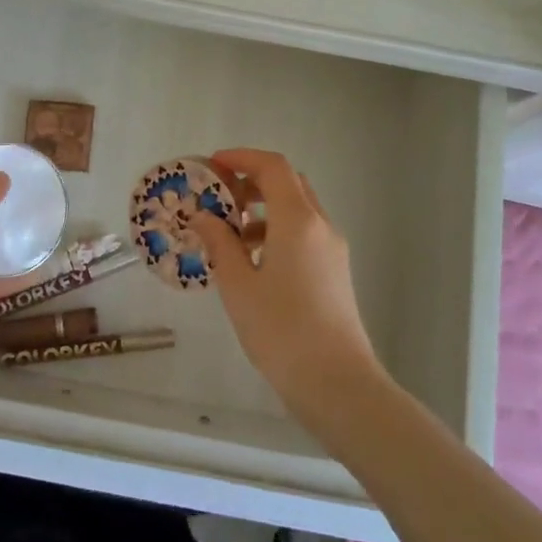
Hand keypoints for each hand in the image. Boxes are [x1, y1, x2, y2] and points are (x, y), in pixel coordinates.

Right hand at [191, 148, 383, 414]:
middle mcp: (320, 226)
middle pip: (288, 183)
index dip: (242, 158)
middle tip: (218, 197)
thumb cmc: (281, 331)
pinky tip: (252, 262)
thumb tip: (203, 217)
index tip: (212, 165)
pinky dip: (276, 232)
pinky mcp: (335, 271)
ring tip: (228, 234)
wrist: (337, 384)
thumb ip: (220, 243)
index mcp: (298, 220)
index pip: (272, 167)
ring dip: (263, 209)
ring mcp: (332, 249)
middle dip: (251, 182)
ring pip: (297, 209)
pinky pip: (304, 234)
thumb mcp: (238, 285)